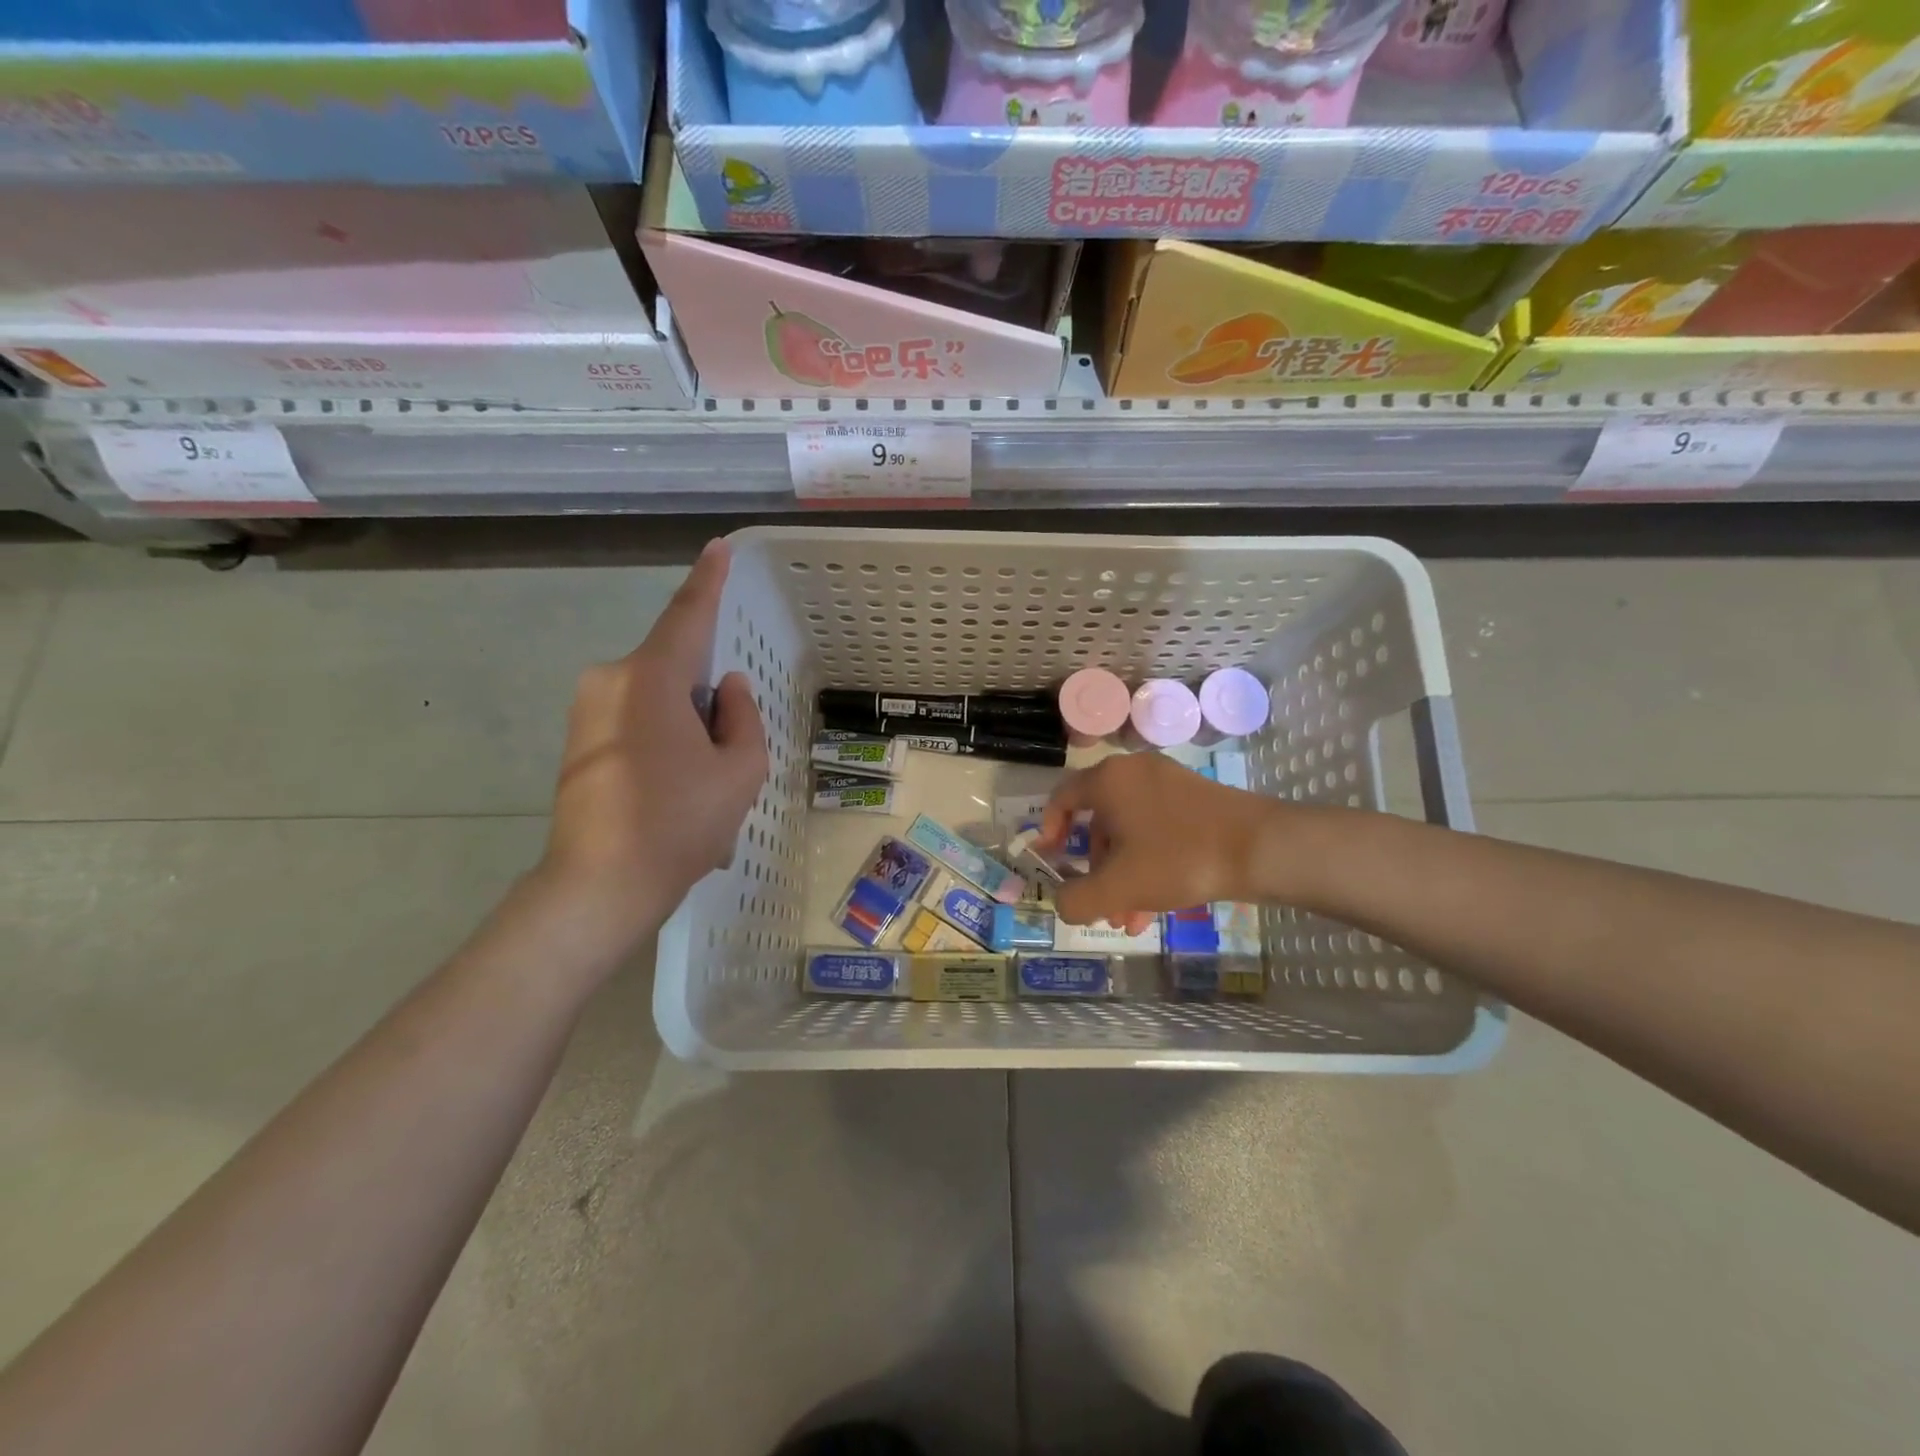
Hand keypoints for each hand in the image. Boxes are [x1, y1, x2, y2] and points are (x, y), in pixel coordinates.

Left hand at [537, 539, 767, 953]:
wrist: (599, 886)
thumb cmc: (679, 823)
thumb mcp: (740, 770)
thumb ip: (743, 717)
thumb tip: (727, 689)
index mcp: (650, 678)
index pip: (687, 615)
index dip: (708, 581)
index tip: (718, 548)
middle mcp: (610, 679)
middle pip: (675, 667)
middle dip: (708, 698)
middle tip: (726, 755)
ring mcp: (587, 710)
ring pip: (657, 697)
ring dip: (687, 725)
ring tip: (699, 787)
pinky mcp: (578, 739)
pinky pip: (636, 719)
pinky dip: (665, 741)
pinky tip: (673, 793)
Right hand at [1039, 751, 1282, 931]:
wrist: (1261, 847)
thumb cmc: (1179, 859)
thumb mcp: (1119, 887)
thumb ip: (1077, 900)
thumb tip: (1062, 902)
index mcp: (1108, 780)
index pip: (1061, 798)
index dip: (1049, 830)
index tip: (1052, 860)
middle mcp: (1133, 772)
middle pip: (1098, 822)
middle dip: (1096, 870)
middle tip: (1101, 905)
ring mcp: (1167, 782)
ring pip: (1129, 831)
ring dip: (1123, 875)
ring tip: (1131, 919)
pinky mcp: (1194, 798)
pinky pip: (1155, 829)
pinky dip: (1148, 862)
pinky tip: (1156, 906)